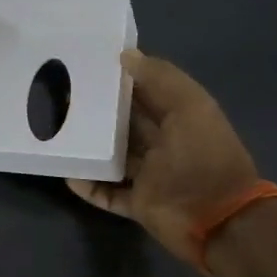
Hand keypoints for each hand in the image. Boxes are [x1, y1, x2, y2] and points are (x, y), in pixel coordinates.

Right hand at [67, 51, 259, 266]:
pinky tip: (66, 172)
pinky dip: (88, 185)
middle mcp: (163, 145)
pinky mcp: (137, 204)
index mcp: (179, 119)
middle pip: (123, 124)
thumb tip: (125, 55)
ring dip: (89, 147)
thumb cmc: (205, 157)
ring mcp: (149, 177)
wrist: (220, 221)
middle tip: (59, 96)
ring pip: (111, 157)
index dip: (120, 78)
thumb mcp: (191, 107)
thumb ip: (161, 79)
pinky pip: (106, 192)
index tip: (87, 64)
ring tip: (56, 132)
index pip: (145, 93)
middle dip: (97, 112)